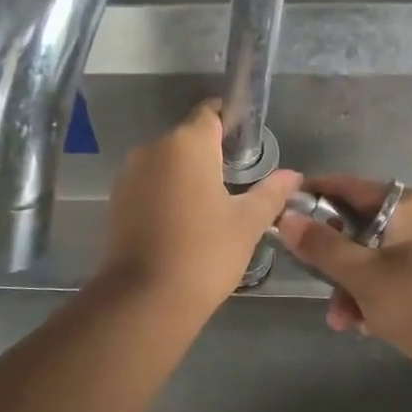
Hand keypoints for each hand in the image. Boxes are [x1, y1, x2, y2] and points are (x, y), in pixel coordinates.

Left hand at [98, 100, 301, 317]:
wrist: (145, 299)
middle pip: (189, 137)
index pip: (211, 112)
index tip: (250, 146)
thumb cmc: (205, 253)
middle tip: (240, 183)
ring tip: (214, 207)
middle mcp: (153, 147)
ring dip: (189, 174)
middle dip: (213, 153)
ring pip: (168, 161)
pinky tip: (185, 221)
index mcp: (187, 143)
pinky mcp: (117, 199)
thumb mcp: (247, 222)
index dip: (232, 122)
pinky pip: (150, 182)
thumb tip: (293, 176)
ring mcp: (130, 173)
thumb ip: (271, 192)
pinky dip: (168, 192)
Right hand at [276, 175, 411, 372]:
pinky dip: (367, 297)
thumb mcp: (362, 274)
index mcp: (403, 205)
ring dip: (346, 286)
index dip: (312, 197)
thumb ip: (321, 245)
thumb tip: (285, 217)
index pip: (346, 186)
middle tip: (311, 278)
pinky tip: (360, 325)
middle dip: (330, 259)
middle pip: (352, 225)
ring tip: (341, 320)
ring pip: (364, 257)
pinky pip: (381, 277)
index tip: (280, 214)